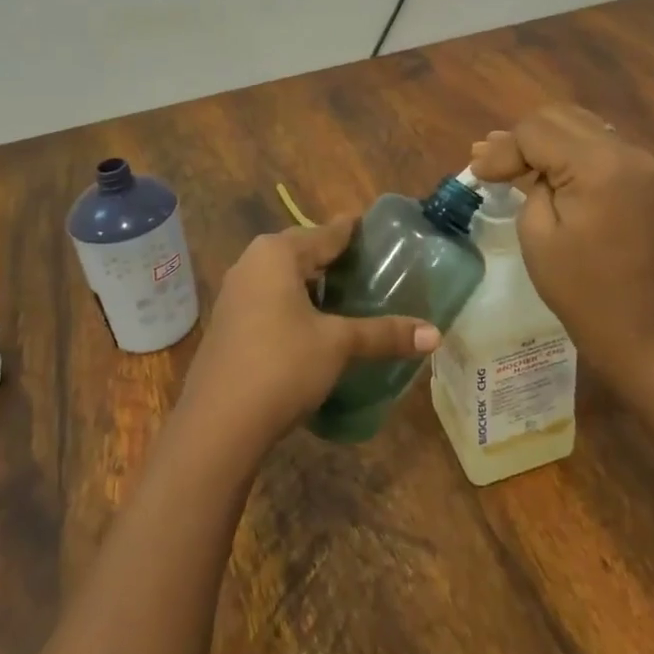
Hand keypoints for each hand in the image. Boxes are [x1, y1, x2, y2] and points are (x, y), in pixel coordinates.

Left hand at [176, 218, 440, 461]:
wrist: (218, 424)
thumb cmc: (282, 365)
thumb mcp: (338, 345)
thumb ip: (384, 334)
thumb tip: (435, 335)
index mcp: (277, 253)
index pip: (326, 232)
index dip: (353, 230)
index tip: (378, 229)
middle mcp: (252, 263)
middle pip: (302, 251)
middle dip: (334, 257)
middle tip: (372, 266)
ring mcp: (235, 294)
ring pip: (284, 277)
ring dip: (314, 284)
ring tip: (349, 295)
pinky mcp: (229, 323)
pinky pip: (270, 299)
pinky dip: (295, 304)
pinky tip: (316, 325)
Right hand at [470, 104, 653, 387]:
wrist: (632, 319)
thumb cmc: (577, 284)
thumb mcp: (536, 231)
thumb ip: (526, 180)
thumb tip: (506, 156)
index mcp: (597, 165)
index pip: (536, 131)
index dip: (502, 149)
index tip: (476, 173)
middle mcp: (622, 149)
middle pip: (556, 117)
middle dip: (518, 139)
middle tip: (488, 165)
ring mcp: (634, 157)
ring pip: (573, 123)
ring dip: (538, 140)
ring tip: (503, 160)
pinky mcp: (635, 170)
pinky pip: (590, 141)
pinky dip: (560, 148)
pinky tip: (535, 163)